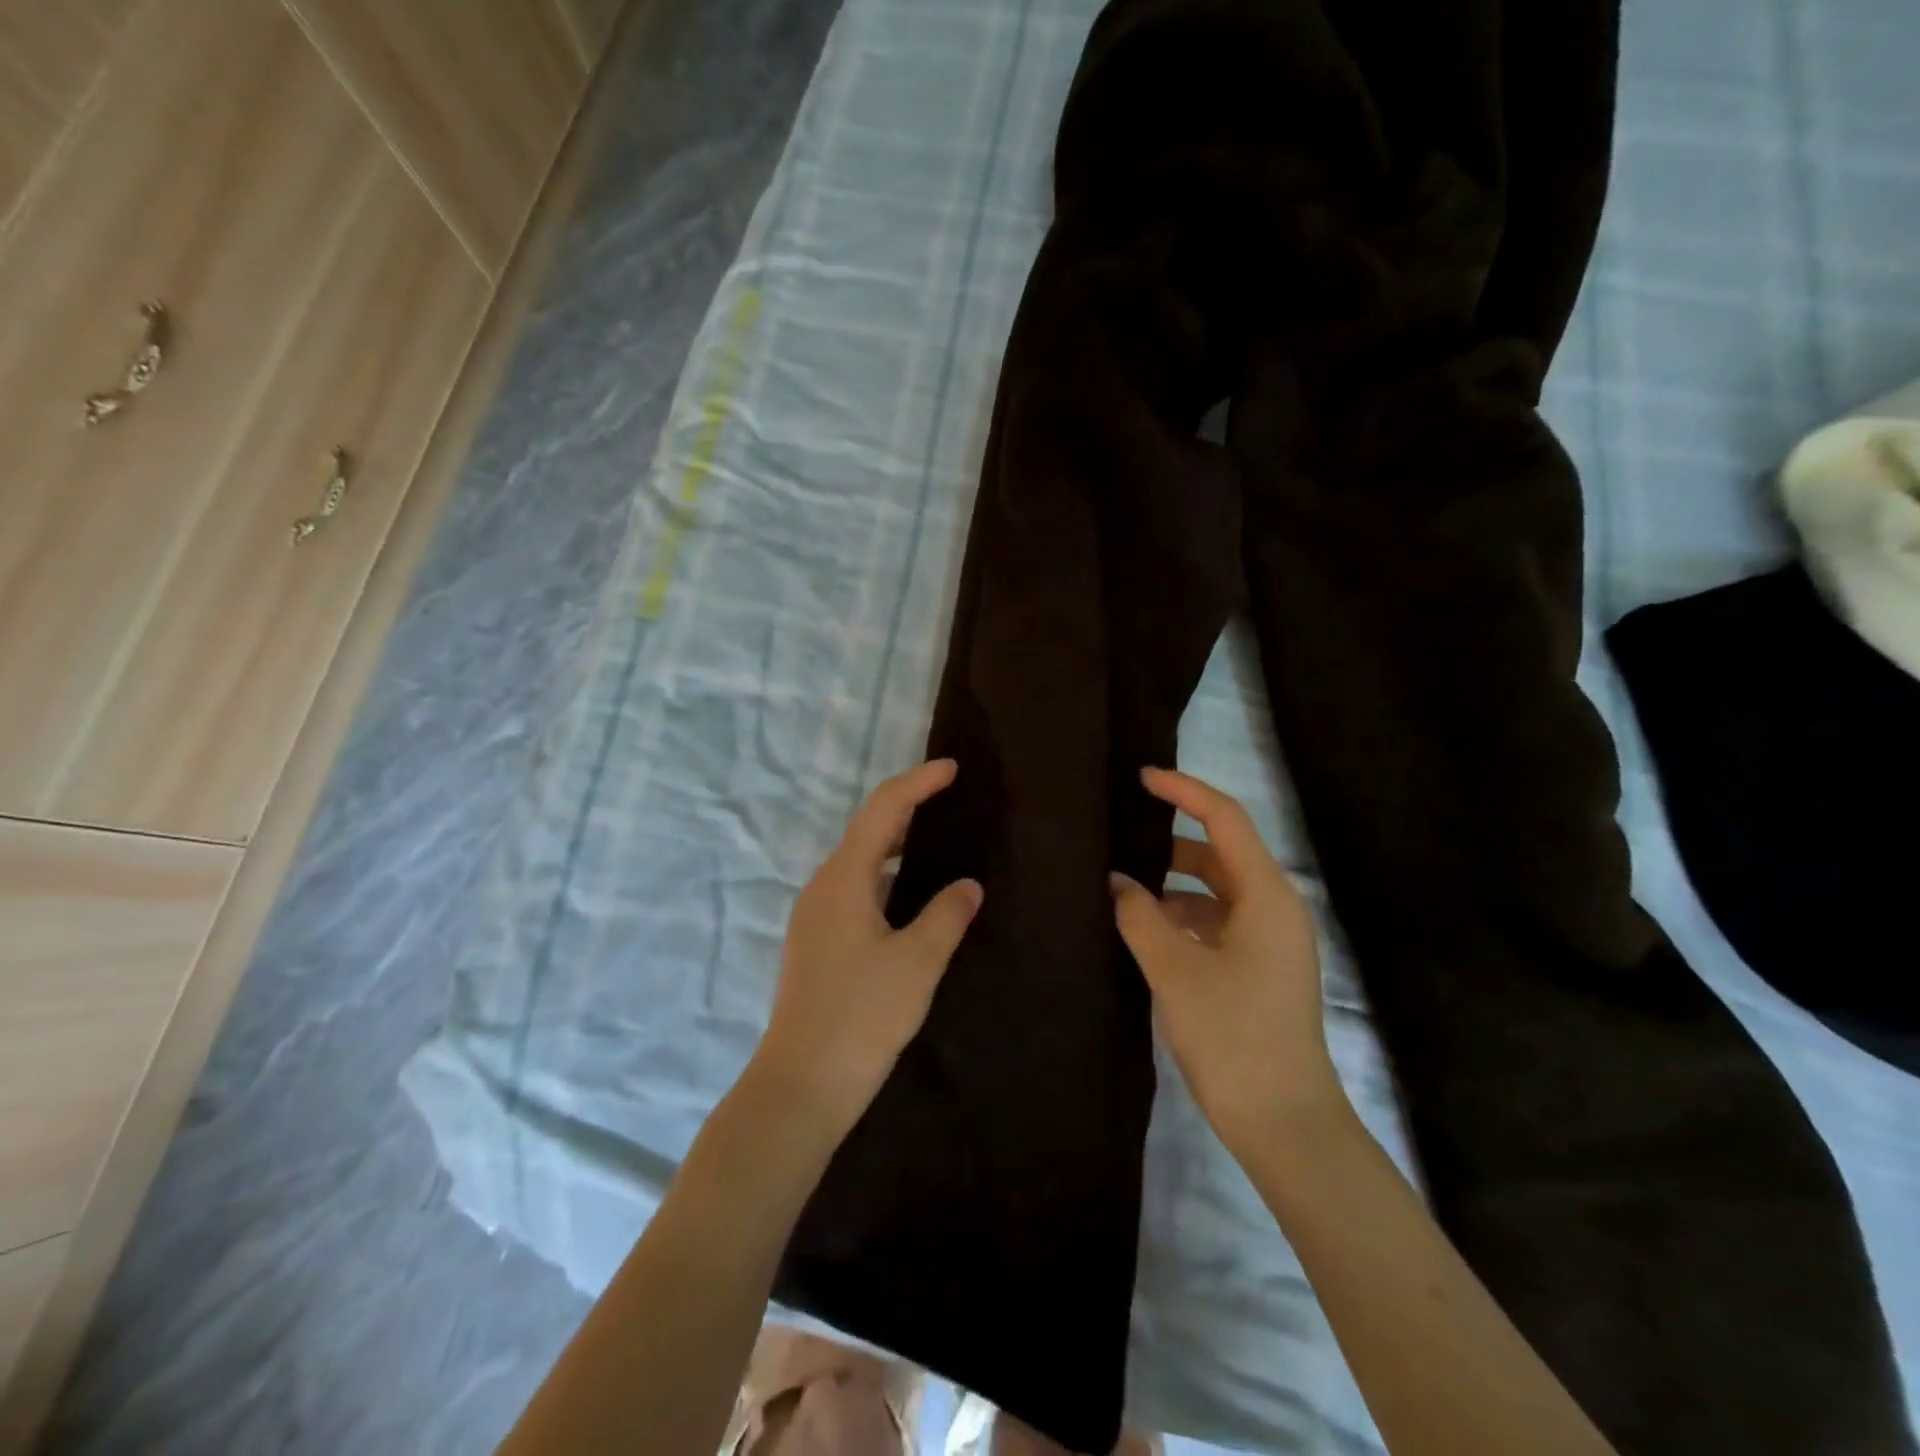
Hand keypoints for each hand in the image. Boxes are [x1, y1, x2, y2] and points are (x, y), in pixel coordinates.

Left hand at [752, 759, 982, 1134]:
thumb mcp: (918, 962)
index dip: (917, 783)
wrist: (801, 1084)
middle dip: (908, 809)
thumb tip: (968, 885)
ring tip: (938, 842)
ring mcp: (814, 915)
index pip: (883, 810)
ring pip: (860, 862)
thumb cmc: (862, 1015)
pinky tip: (910, 898)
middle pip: (867, 830)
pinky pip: (854, 889)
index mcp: (844, 878)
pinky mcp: (816, 942)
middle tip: (951, 801)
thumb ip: (947, 914)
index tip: (952, 769)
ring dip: (896, 845)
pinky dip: (885, 877)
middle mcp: (823, 886)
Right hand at [1111, 767, 1344, 1155]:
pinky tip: (1146, 929)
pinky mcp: (1261, 967)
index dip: (1183, 791)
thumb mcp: (1175, 970)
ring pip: (1216, 890)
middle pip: (1220, 853)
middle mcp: (1276, 907)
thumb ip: (1140, 916)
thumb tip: (1117, 882)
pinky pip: (1218, 921)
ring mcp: (1271, 940)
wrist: (1284, 1122)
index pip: (1224, 819)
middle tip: (1119, 836)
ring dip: (1172, 885)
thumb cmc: (1232, 1036)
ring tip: (1122, 886)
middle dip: (1170, 842)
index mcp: (1267, 895)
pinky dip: (1183, 917)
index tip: (1141, 778)